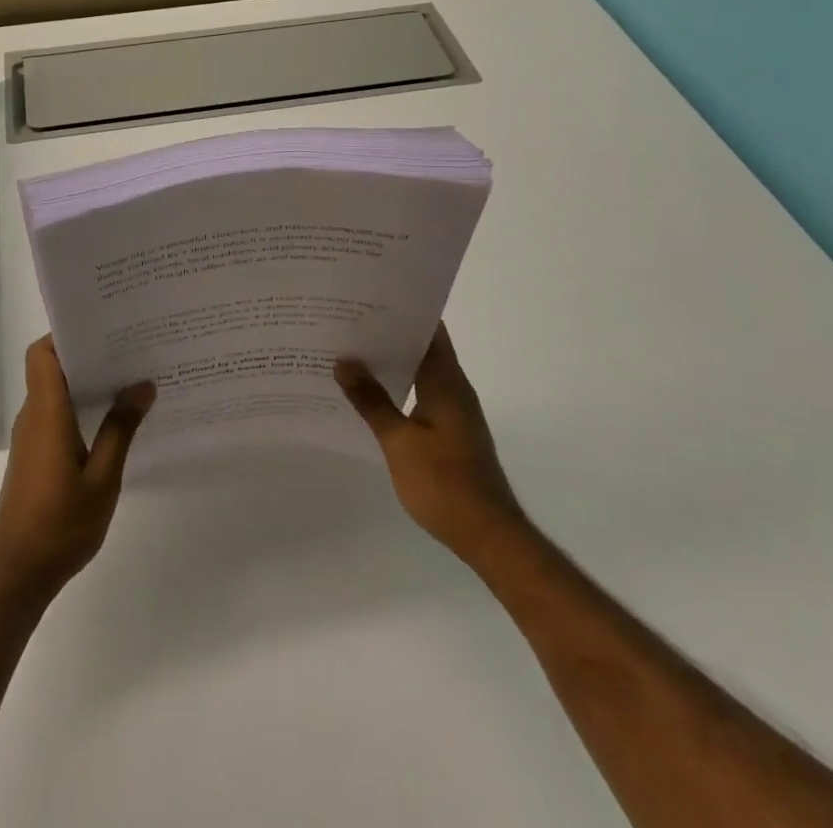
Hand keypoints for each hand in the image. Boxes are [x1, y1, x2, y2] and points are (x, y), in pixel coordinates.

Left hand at [0, 337, 154, 606]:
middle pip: (51, 367)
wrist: (16, 576)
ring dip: (85, 381)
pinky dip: (79, 406)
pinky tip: (111, 419)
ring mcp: (30, 438)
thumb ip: (120, 429)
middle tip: (129, 346)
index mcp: (46, 414)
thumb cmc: (60, 525)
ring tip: (128, 377)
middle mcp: (33, 417)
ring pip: (55, 392)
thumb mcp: (103, 479)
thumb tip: (142, 384)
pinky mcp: (33, 457)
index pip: (42, 354)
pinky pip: (55, 415)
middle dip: (86, 353)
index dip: (65, 333)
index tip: (102, 326)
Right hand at [335, 323, 526, 564]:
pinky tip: (369, 394)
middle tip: (347, 322)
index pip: (428, 329)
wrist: (487, 535)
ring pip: (420, 371)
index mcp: (446, 381)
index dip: (402, 310)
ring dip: (391, 362)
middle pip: (422, 347)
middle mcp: (454, 388)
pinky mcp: (450, 431)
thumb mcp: (399, 441)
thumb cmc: (444, 482)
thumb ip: (371, 401)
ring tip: (350, 353)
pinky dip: (397, 386)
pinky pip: (420, 393)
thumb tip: (344, 361)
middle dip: (388, 334)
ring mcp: (454, 410)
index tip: (368, 298)